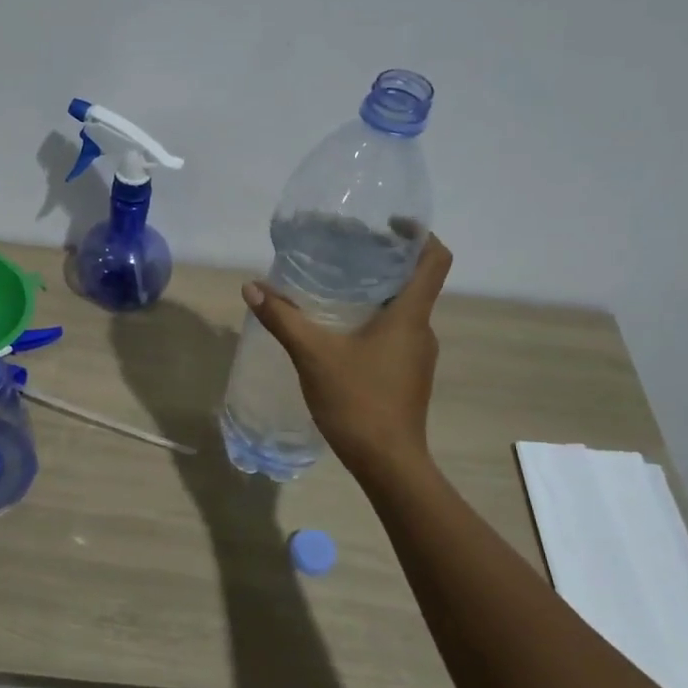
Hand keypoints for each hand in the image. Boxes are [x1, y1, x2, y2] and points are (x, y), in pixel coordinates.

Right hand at [242, 234, 452, 483]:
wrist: (388, 463)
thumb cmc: (358, 401)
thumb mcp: (313, 355)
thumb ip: (283, 318)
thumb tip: (252, 287)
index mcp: (410, 316)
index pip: (435, 260)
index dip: (419, 234)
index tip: (389, 224)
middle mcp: (421, 330)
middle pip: (414, 282)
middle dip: (384, 263)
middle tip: (346, 253)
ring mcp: (417, 356)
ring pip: (402, 311)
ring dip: (376, 294)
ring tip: (335, 289)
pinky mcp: (407, 376)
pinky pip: (394, 335)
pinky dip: (372, 323)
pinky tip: (339, 332)